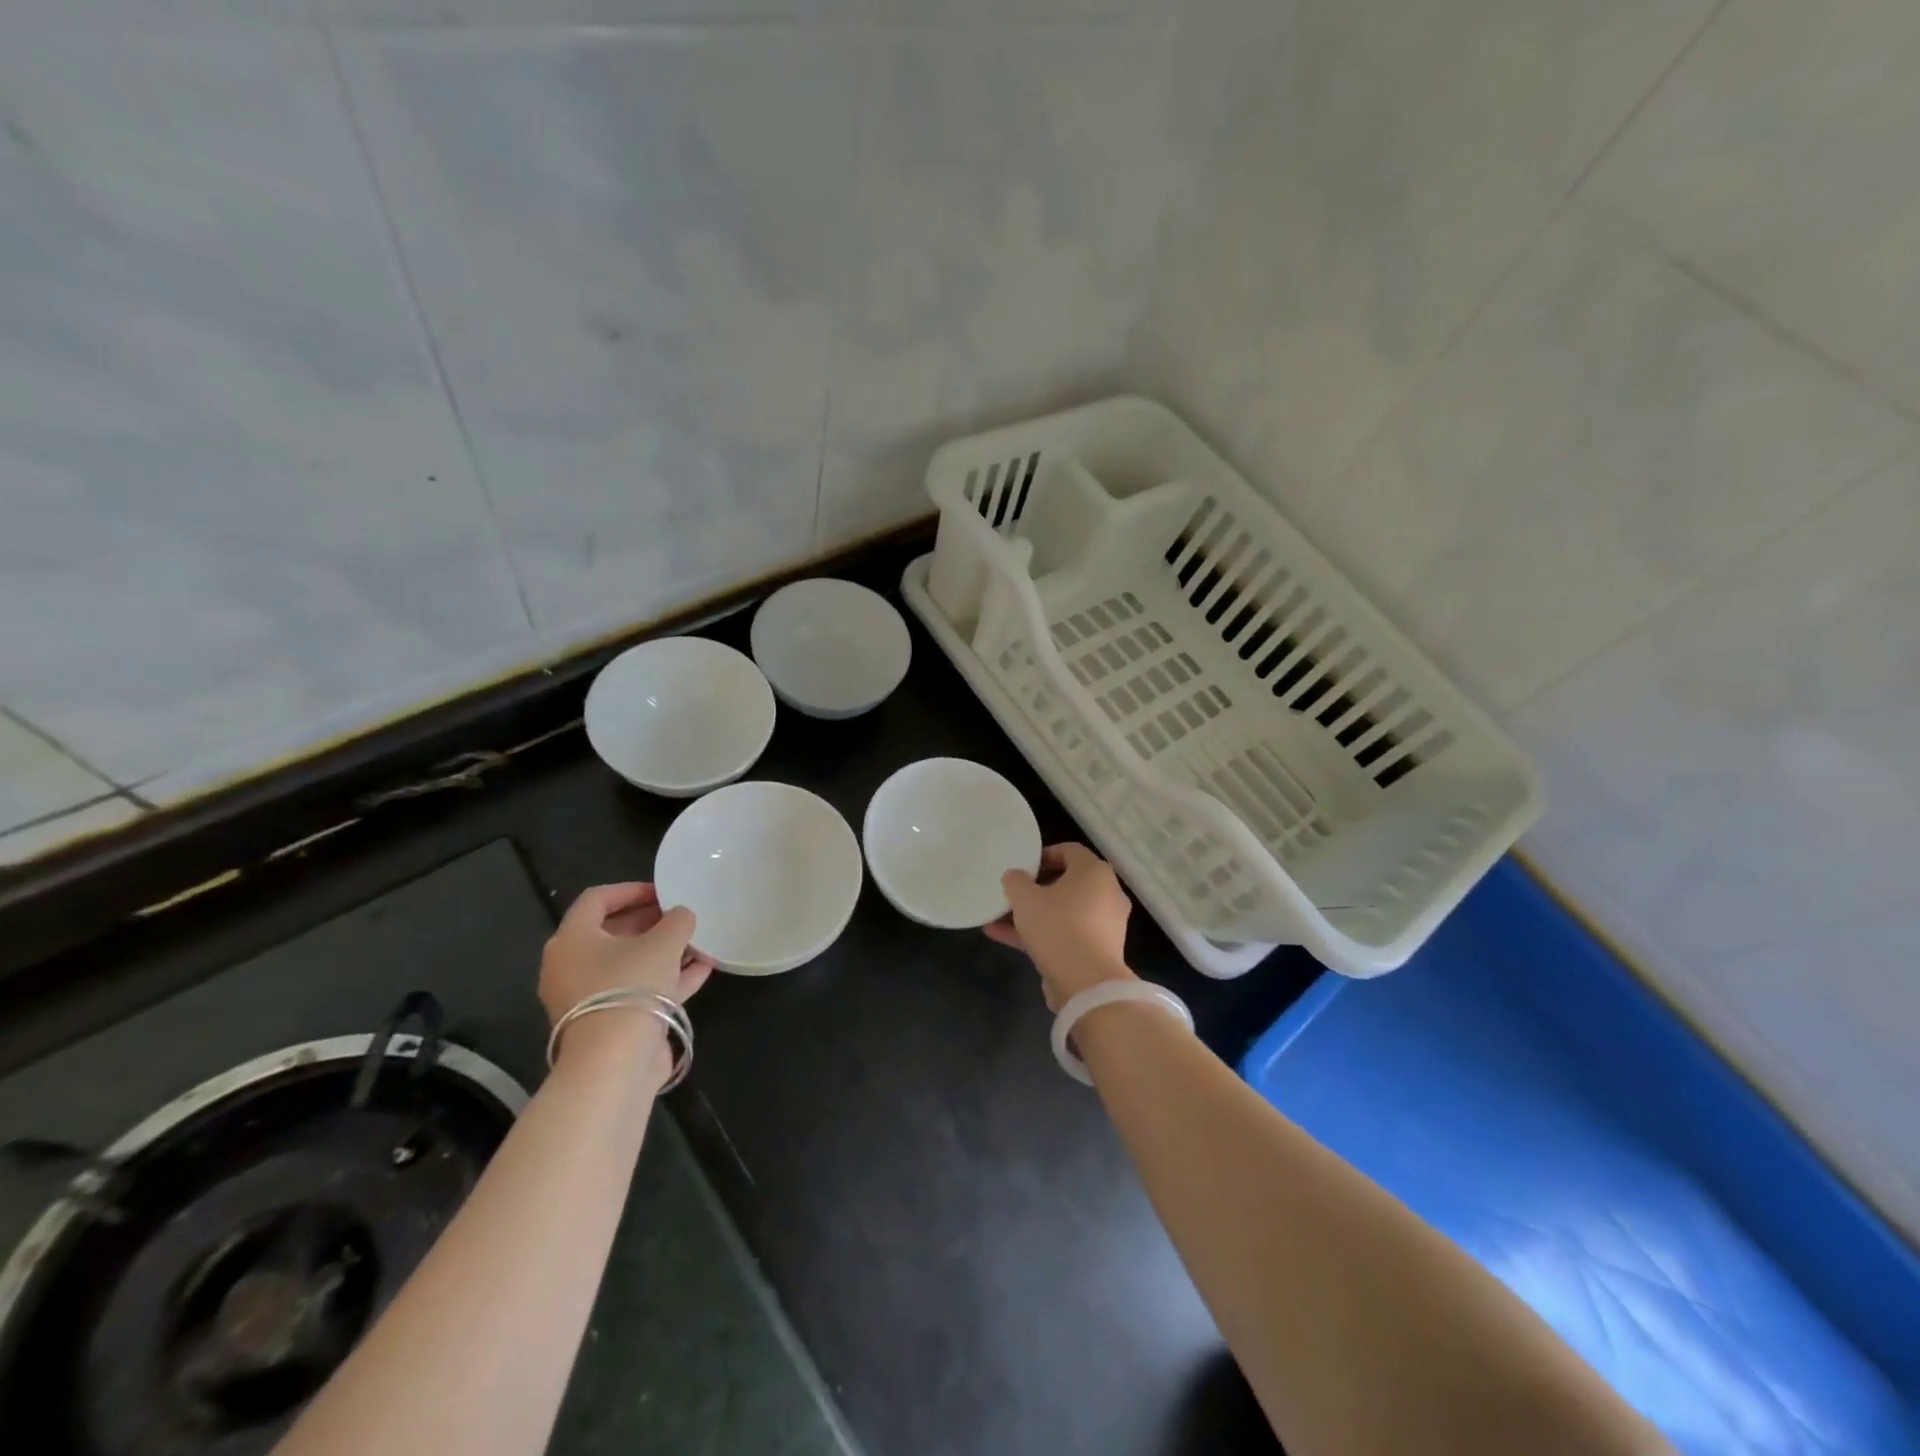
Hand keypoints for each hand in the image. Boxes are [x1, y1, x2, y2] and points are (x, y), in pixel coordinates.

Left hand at [540, 883, 714, 1065]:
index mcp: (572, 940)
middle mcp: (572, 967)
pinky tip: (702, 969)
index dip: (631, 889)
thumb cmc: (630, 986)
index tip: (664, 890)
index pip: (597, 899)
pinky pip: (639, 990)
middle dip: (651, 922)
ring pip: (629, 964)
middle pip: (613, 933)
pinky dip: (667, 978)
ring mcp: (590, 998)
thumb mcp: (663, 942)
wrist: (615, 1061)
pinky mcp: (610, 1023)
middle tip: (682, 915)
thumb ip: (677, 920)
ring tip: (698, 941)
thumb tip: (681, 915)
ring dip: (663, 951)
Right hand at [985, 843, 1133, 1009]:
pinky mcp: (1097, 951)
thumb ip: (1016, 881)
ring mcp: (1104, 925)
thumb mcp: (1026, 898)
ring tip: (999, 918)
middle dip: (1036, 888)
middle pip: (1067, 882)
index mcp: (1095, 872)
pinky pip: (1065, 934)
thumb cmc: (1058, 927)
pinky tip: (1004, 938)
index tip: (1022, 866)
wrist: (1088, 985)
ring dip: (1033, 914)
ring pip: (1063, 911)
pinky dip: (1040, 934)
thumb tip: (1014, 876)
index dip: (1043, 854)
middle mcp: (1106, 894)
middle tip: (1013, 892)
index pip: (1069, 851)